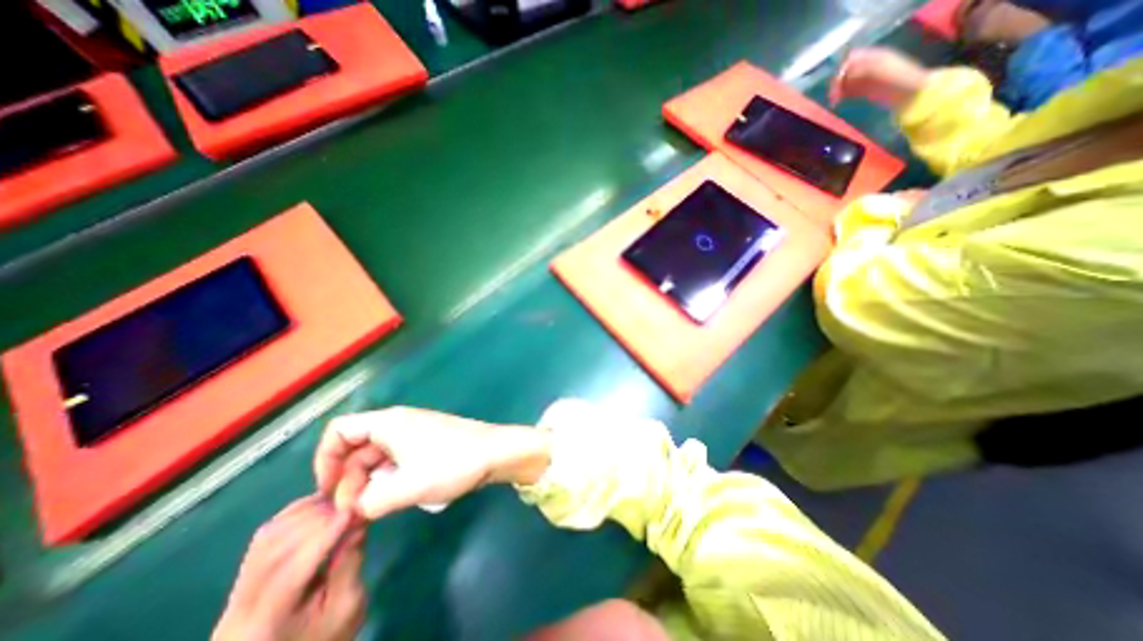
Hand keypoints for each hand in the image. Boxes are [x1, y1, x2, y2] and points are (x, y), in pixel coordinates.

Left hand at [208, 498, 361, 639]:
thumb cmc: (325, 637)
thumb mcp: (346, 609)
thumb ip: (349, 567)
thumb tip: (357, 525)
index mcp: (267, 623)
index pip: (292, 570)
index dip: (325, 534)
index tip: (354, 509)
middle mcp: (240, 608)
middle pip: (276, 550)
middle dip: (318, 519)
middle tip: (352, 503)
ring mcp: (236, 593)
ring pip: (268, 538)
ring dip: (306, 513)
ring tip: (339, 503)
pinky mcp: (242, 578)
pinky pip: (265, 536)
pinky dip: (293, 514)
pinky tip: (318, 507)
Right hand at [314, 405, 551, 520]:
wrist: (496, 452)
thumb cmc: (453, 463)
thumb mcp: (407, 487)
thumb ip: (370, 502)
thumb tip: (354, 508)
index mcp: (389, 423)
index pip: (340, 431)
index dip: (326, 460)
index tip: (331, 492)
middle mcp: (399, 422)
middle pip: (357, 446)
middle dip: (349, 478)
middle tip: (355, 510)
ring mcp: (415, 431)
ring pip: (377, 455)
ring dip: (370, 480)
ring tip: (376, 507)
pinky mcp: (428, 442)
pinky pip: (396, 458)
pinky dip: (389, 476)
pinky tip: (398, 495)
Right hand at [828, 48, 931, 106]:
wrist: (909, 93)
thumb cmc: (897, 78)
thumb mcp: (879, 69)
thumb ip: (860, 69)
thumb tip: (841, 75)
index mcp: (873, 56)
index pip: (850, 58)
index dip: (841, 69)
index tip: (836, 83)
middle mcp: (868, 66)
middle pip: (846, 71)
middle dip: (837, 81)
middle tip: (832, 96)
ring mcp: (866, 79)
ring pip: (845, 82)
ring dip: (837, 90)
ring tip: (834, 101)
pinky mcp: (864, 91)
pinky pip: (848, 91)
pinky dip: (841, 96)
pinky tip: (838, 103)